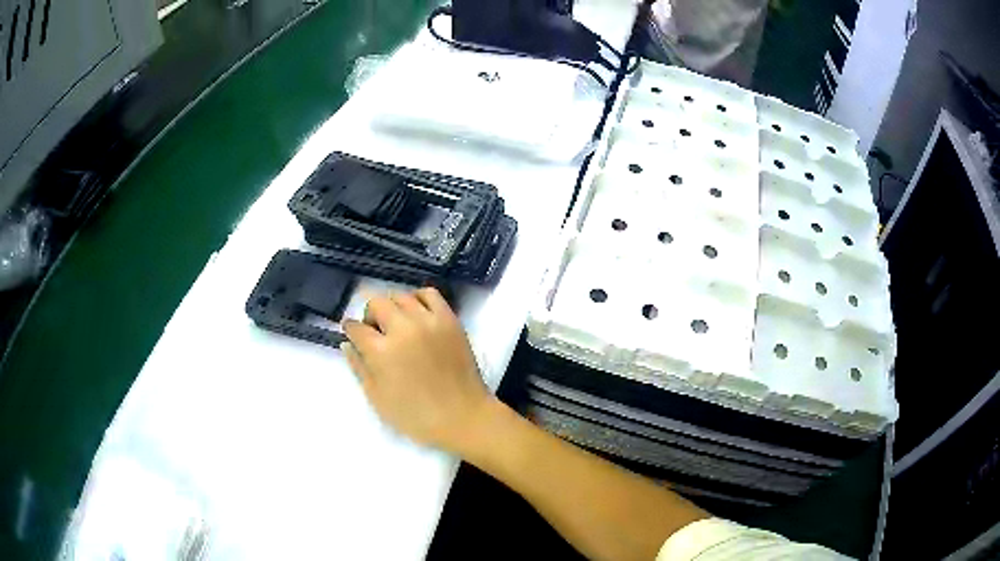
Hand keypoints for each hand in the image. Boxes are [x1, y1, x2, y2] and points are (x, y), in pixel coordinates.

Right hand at [341, 288, 493, 453]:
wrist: (463, 417)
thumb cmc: (416, 416)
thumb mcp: (377, 398)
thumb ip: (358, 368)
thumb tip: (347, 344)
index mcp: (381, 351)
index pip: (356, 327)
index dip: (350, 330)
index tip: (352, 333)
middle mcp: (403, 328)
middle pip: (377, 303)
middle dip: (370, 314)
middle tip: (375, 331)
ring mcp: (429, 321)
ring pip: (401, 296)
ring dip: (393, 306)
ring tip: (396, 322)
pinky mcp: (449, 319)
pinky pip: (430, 294)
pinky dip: (419, 298)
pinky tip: (417, 313)